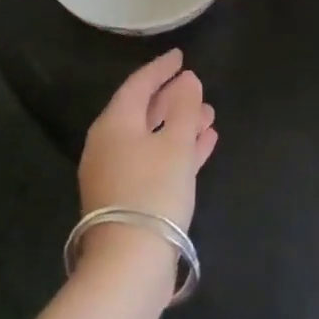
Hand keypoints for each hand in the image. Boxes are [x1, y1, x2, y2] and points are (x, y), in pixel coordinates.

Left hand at [78, 49, 217, 235]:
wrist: (129, 262)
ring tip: (209, 116)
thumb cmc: (154, 190)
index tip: (180, 56)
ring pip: (151, 138)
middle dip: (173, 99)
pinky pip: (153, 161)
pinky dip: (176, 150)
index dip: (161, 68)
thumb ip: (185, 108)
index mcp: (114, 124)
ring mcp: (115, 173)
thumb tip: (187, 79)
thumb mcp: (177, 144)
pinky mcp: (126, 197)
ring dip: (179, 125)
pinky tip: (204, 146)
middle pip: (142, 111)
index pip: (138, 85)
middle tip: (198, 87)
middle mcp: (108, 144)